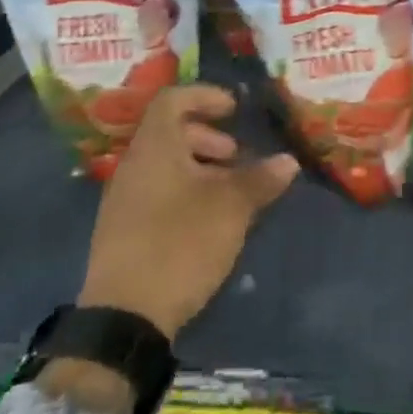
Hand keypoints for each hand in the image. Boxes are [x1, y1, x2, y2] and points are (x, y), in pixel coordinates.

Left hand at [78, 86, 298, 338]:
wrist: (124, 317)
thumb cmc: (180, 244)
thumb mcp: (231, 208)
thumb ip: (260, 179)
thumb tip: (288, 161)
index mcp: (154, 148)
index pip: (173, 99)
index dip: (205, 96)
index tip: (234, 110)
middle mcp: (134, 165)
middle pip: (169, 132)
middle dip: (208, 137)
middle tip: (237, 156)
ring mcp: (124, 199)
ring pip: (165, 164)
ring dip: (200, 167)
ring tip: (230, 191)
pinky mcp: (124, 230)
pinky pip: (157, 191)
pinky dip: (185, 190)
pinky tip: (209, 219)